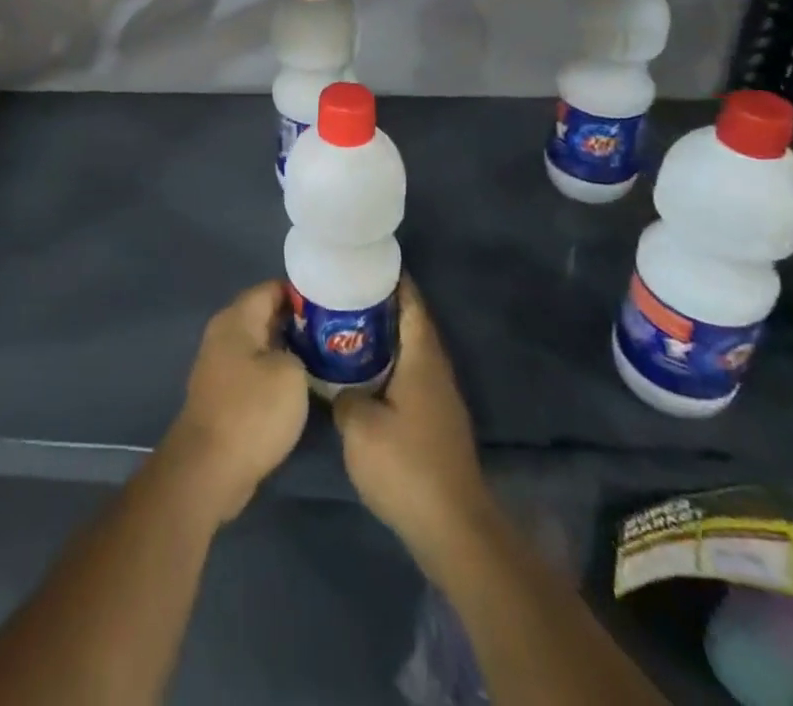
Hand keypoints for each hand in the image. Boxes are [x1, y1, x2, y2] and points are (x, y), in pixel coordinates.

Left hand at [159, 281, 310, 525]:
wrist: (210, 468)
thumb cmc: (252, 412)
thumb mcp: (291, 374)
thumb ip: (299, 350)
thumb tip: (296, 352)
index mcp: (237, 318)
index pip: (272, 288)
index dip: (304, 293)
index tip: (334, 303)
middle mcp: (225, 333)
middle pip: (267, 314)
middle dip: (300, 321)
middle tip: (337, 332)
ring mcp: (221, 364)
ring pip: (263, 344)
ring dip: (290, 349)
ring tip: (328, 356)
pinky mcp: (225, 393)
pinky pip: (256, 370)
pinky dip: (278, 372)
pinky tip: (304, 386)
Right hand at [334, 279, 494, 568]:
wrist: (453, 530)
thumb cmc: (407, 466)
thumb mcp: (359, 426)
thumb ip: (343, 395)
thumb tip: (339, 388)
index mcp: (422, 358)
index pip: (410, 303)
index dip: (391, 279)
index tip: (364, 262)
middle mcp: (436, 371)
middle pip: (409, 324)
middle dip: (379, 306)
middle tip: (342, 293)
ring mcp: (439, 399)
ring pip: (408, 352)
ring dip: (381, 338)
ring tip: (343, 327)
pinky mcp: (435, 424)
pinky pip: (408, 377)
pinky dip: (386, 366)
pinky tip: (359, 375)